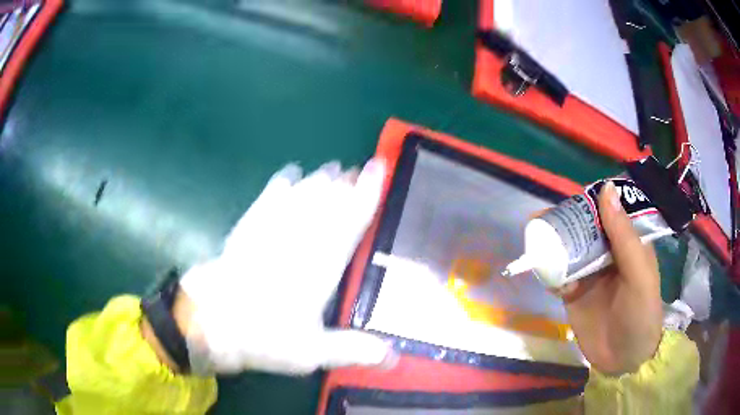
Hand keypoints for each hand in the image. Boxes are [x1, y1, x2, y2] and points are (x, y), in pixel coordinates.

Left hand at [177, 159, 394, 374]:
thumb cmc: (263, 337)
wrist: (211, 322)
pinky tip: (290, 173)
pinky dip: (282, 183)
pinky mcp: (248, 228)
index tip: (379, 169)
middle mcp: (299, 239)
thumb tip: (394, 356)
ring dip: (320, 180)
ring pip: (302, 194)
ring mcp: (271, 229)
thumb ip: (352, 349)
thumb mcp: (311, 353)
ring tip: (333, 169)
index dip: (367, 193)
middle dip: (346, 183)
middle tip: (358, 170)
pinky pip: (269, 197)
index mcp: (320, 264)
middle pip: (328, 201)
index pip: (351, 220)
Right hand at [555, 181, 662, 375]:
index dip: (591, 200)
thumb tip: (605, 188)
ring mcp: (589, 272)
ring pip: (569, 248)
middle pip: (584, 227)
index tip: (573, 197)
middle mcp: (607, 252)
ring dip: (553, 243)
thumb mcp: (638, 274)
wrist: (623, 360)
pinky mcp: (574, 293)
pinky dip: (549, 271)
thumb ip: (623, 236)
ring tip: (536, 238)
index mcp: (628, 241)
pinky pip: (558, 275)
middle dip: (566, 220)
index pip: (608, 210)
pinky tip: (544, 272)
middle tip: (545, 217)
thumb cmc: (640, 313)